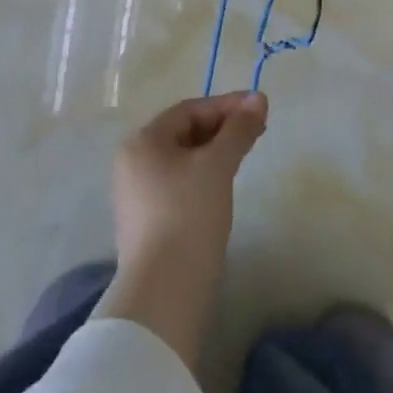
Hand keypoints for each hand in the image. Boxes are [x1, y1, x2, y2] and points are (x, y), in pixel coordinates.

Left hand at [95, 92, 267, 368]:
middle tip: (257, 131)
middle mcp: (133, 162)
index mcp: (143, 141)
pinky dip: (202, 176)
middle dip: (222, 128)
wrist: (163, 294)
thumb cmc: (189, 216)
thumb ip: (239, 129)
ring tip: (244, 155)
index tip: (260, 108)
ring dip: (214, 153)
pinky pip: (178, 184)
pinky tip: (222, 186)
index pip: (189, 110)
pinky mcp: (145, 223)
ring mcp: (136, 194)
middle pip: (183, 133)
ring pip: (182, 159)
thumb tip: (259, 98)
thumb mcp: (218, 166)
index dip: (227, 105)